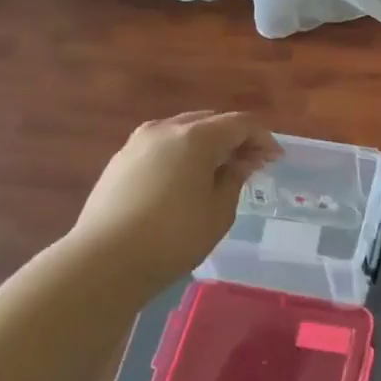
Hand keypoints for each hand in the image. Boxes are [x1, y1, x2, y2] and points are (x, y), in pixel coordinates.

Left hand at [69, 112, 280, 291]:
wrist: (105, 259)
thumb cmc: (173, 238)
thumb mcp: (218, 212)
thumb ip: (234, 179)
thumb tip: (242, 161)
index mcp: (195, 137)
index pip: (240, 123)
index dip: (262, 138)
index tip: (275, 160)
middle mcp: (165, 128)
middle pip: (210, 121)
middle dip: (235, 138)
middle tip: (251, 164)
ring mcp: (138, 142)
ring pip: (183, 131)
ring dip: (207, 144)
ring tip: (219, 171)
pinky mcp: (120, 160)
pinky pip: (161, 146)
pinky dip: (181, 154)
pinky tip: (185, 179)